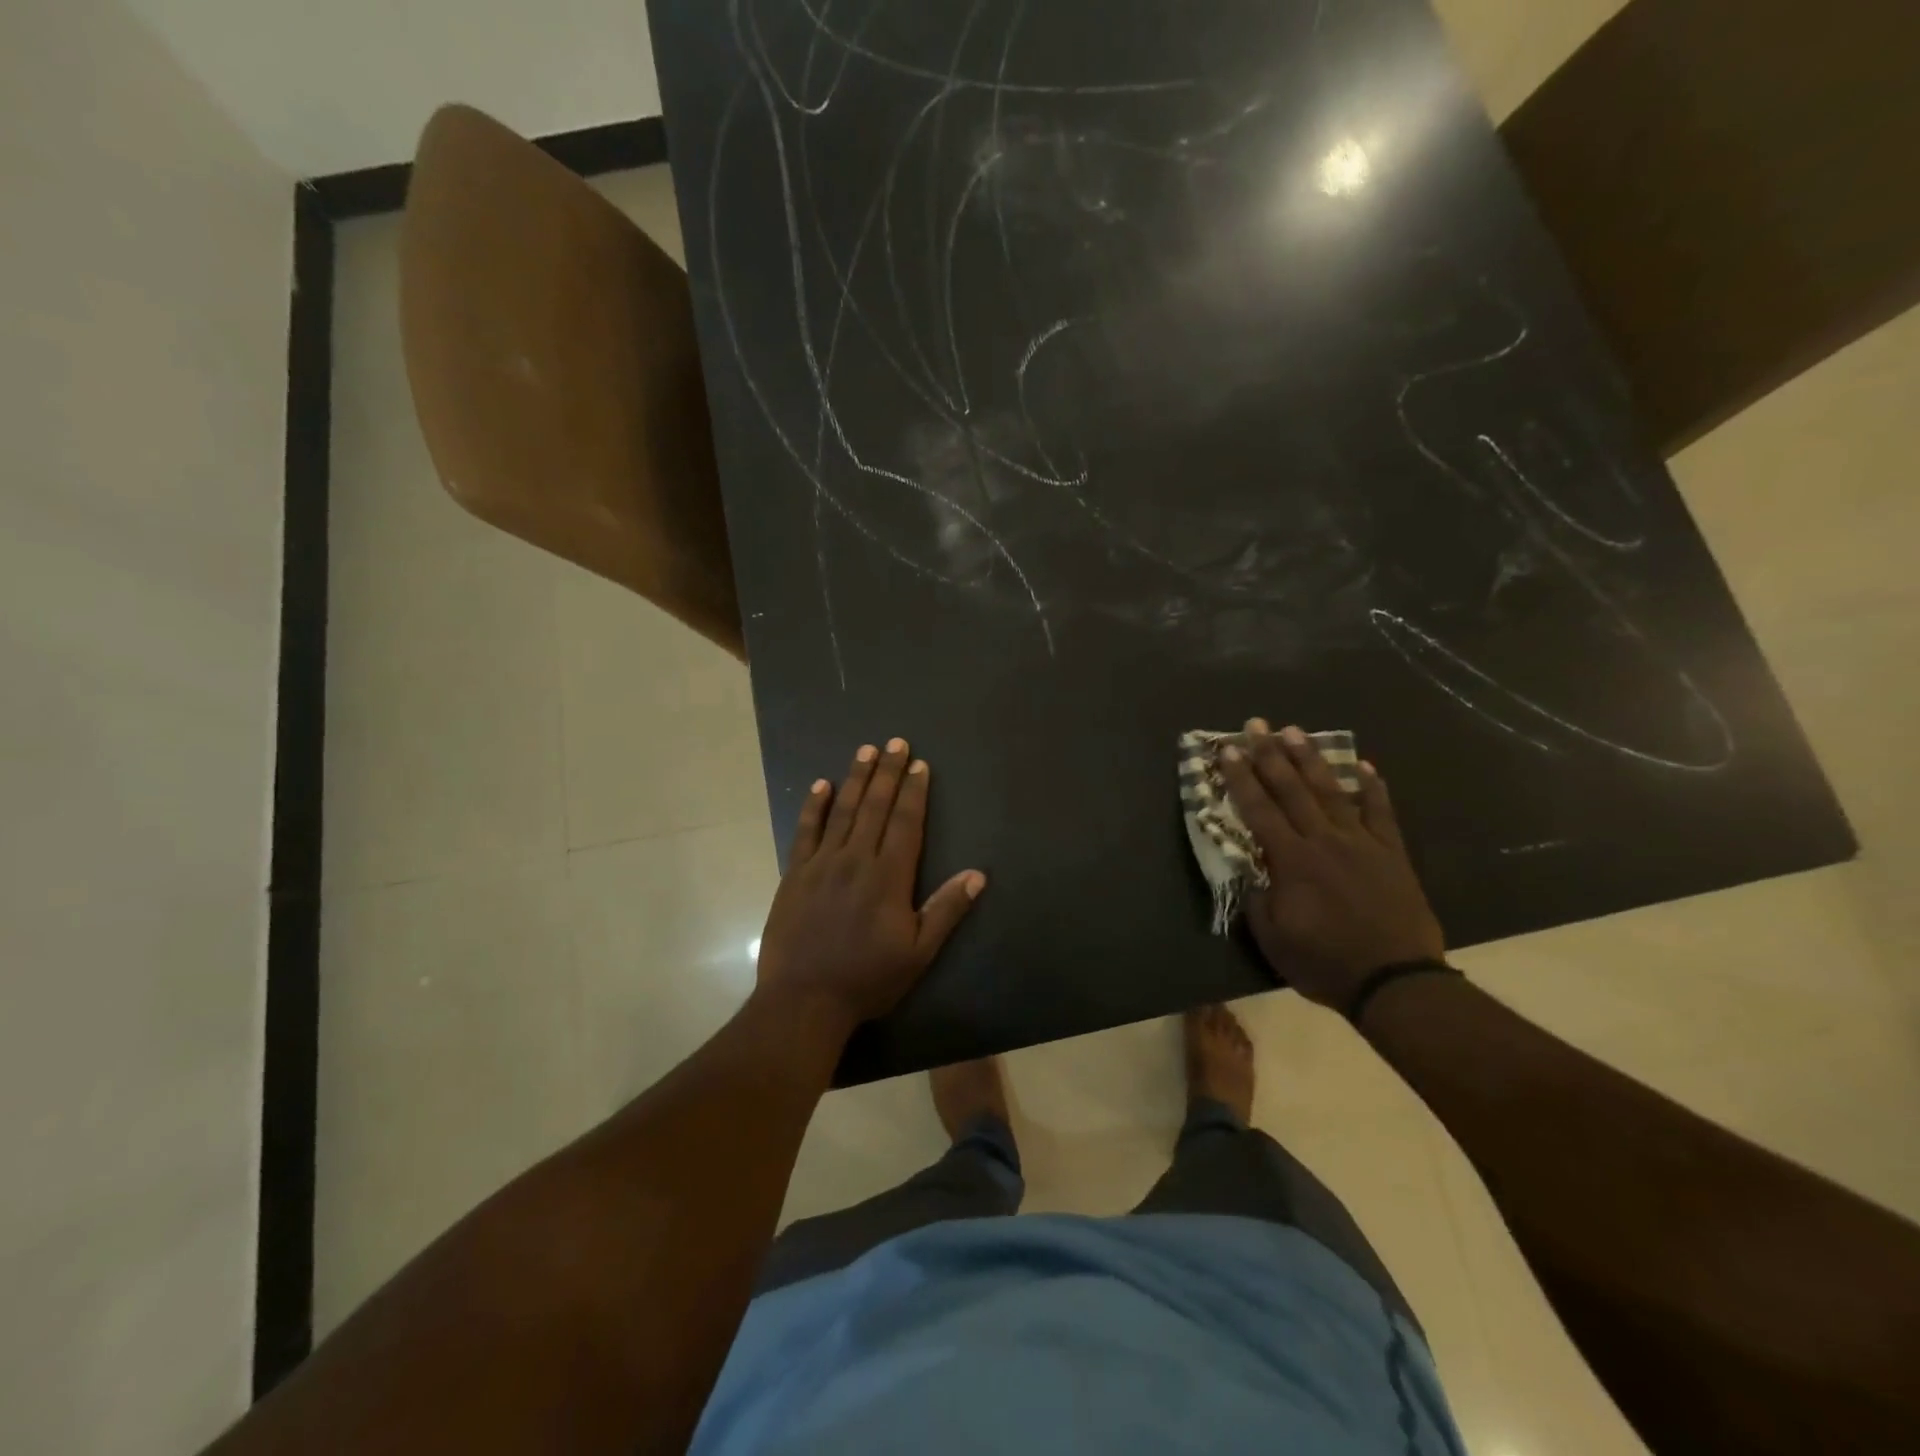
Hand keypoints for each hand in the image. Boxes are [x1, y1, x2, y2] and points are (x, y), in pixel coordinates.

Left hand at [755, 738, 984, 1037]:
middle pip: (874, 807)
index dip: (913, 792)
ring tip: (865, 750)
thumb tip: (977, 875)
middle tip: (895, 742)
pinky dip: (814, 807)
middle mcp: (855, 860)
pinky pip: (805, 832)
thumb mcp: (918, 953)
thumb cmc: (867, 979)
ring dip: (856, 779)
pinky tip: (820, 785)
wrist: (804, 1001)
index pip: (905, 823)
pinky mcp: (794, 875)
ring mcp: (821, 864)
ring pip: (842, 811)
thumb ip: (946, 910)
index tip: (918, 764)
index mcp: (888, 877)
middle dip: (887, 773)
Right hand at [1217, 720, 1444, 1009]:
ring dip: (1311, 759)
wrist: (1395, 980)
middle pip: (1292, 790)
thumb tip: (1249, 870)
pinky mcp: (1391, 853)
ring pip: (1331, 791)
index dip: (1241, 778)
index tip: (1227, 750)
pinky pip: (1380, 812)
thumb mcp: (1273, 939)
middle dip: (1270, 755)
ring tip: (1295, 731)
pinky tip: (1364, 765)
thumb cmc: (1325, 962)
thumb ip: (1257, 899)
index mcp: (1291, 861)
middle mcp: (1324, 841)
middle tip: (1255, 725)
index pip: (1259, 810)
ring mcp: (1361, 843)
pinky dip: (1372, 787)